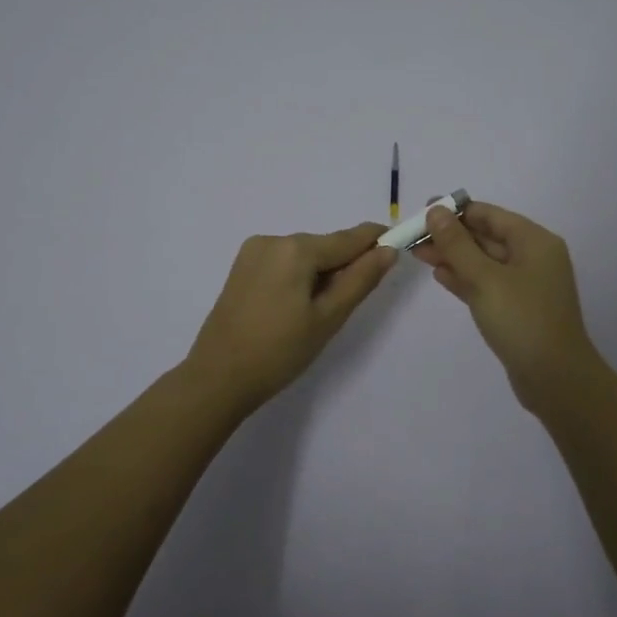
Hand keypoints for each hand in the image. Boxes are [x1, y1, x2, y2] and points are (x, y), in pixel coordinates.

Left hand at [182, 223, 397, 416]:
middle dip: (344, 267)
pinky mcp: (242, 268)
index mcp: (296, 248)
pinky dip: (299, 278)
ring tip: (316, 316)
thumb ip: (360, 280)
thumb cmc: (279, 351)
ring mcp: (253, 252)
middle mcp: (273, 239)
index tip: (400, 246)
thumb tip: (388, 250)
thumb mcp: (328, 318)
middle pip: (325, 246)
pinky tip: (294, 310)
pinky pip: (284, 263)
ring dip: (320, 275)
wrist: (217, 378)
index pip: (349, 238)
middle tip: (347, 307)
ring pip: (304, 256)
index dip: (376, 241)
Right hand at [410, 200, 603, 415]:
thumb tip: (436, 211)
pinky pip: (487, 284)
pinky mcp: (517, 309)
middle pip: (486, 236)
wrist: (555, 378)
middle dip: (450, 235)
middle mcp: (533, 257)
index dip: (455, 211)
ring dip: (453, 257)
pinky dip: (464, 278)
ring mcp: (526, 285)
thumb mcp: (485, 278)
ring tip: (417, 253)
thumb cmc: (522, 320)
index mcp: (534, 241)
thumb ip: (457, 244)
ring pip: (483, 262)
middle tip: (412, 235)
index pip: (490, 215)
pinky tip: (439, 275)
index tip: (422, 210)